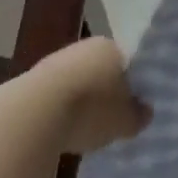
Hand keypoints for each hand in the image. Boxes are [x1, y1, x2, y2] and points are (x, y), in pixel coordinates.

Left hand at [29, 37, 149, 154]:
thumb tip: (146, 112)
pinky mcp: (32, 79)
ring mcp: (57, 60)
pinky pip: (54, 94)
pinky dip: (58, 110)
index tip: (131, 106)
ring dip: (79, 101)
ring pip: (76, 81)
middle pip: (101, 70)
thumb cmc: (90, 110)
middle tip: (109, 119)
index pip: (127, 62)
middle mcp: (85, 46)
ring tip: (82, 129)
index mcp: (112, 47)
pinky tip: (59, 130)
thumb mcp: (124, 121)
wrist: (33, 114)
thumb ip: (138, 116)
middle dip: (104, 92)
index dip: (131, 85)